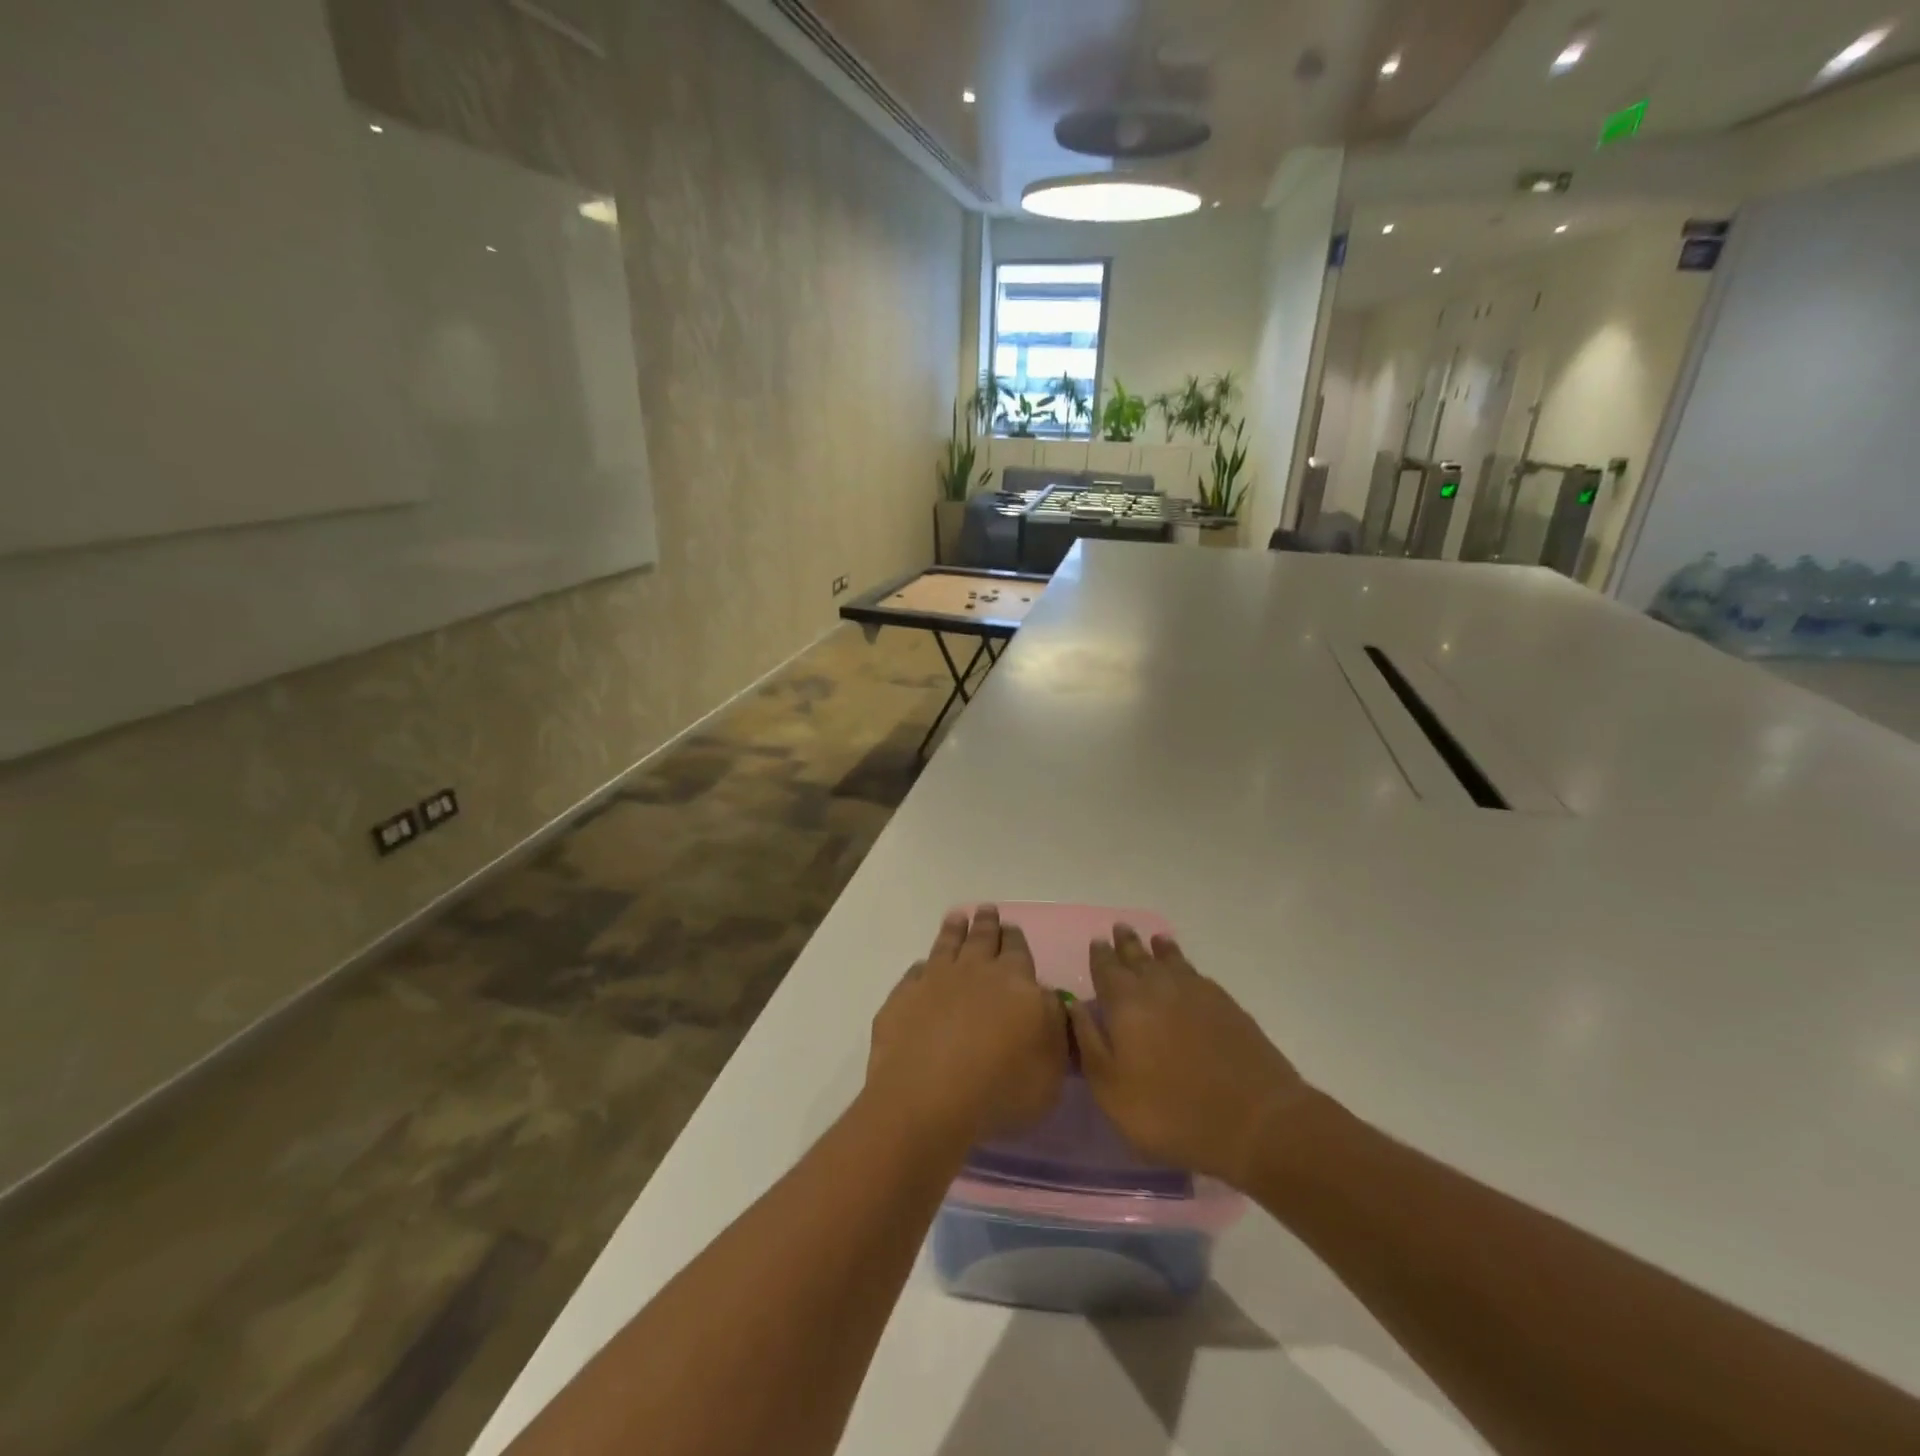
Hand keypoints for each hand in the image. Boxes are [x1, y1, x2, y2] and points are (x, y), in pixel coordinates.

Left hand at [867, 906, 1067, 1146]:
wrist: (927, 1098)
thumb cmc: (1000, 1089)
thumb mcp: (1050, 1068)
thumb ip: (1055, 1027)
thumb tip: (1049, 998)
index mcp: (1015, 982)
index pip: (1018, 951)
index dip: (1015, 938)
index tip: (1012, 927)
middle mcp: (975, 971)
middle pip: (983, 938)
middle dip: (987, 923)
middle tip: (987, 910)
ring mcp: (935, 980)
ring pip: (948, 944)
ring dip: (954, 930)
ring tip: (956, 917)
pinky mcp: (903, 997)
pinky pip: (916, 972)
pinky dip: (922, 966)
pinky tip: (923, 966)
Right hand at [1069, 925, 1313, 1187]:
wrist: (1254, 1120)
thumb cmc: (1169, 1110)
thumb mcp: (1111, 1088)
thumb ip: (1088, 1042)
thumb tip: (1072, 1005)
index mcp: (1125, 1001)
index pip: (1106, 968)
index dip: (1099, 955)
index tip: (1096, 942)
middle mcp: (1158, 985)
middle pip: (1138, 956)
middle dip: (1127, 943)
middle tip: (1120, 928)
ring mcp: (1196, 991)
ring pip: (1171, 960)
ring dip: (1159, 948)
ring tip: (1155, 940)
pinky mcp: (1226, 1004)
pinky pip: (1196, 973)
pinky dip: (1185, 964)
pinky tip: (1186, 971)